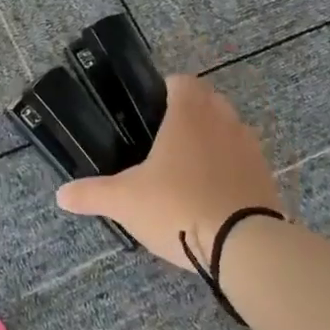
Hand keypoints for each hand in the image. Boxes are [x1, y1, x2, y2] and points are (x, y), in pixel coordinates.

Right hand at [55, 75, 280, 267]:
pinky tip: (211, 196)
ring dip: (212, 141)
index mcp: (190, 113)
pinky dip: (229, 170)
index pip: (181, 81)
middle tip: (163, 143)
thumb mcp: (125, 201)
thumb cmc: (178, 206)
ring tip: (187, 171)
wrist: (245, 247)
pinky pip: (244, 161)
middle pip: (208, 101)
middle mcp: (224, 120)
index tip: (148, 112)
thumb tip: (61, 195)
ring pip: (229, 130)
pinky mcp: (267, 177)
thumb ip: (92, 194)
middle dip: (189, 114)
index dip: (165, 90)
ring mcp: (250, 148)